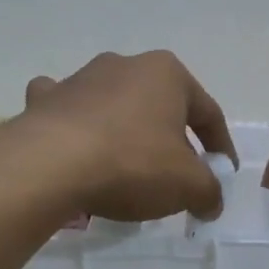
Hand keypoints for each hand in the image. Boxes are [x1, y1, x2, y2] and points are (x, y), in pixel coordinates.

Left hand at [20, 51, 237, 221]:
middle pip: (161, 107)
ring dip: (127, 131)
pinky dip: (76, 126)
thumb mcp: (189, 185)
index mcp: (167, 74)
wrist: (49, 165)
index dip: (220, 147)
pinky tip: (76, 146)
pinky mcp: (45, 101)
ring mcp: (80, 79)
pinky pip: (69, 112)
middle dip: (173, 139)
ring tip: (128, 168)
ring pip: (116, 106)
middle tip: (177, 176)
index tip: (222, 174)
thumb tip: (211, 203)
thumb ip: (210, 192)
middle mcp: (125, 65)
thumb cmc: (132, 163)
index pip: (208, 113)